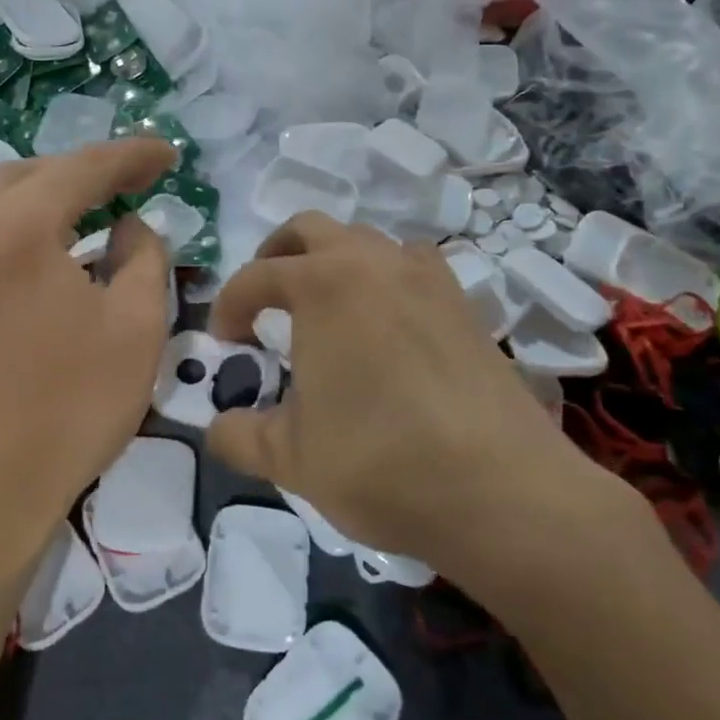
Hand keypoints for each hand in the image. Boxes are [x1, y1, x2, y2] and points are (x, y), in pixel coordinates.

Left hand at [0, 138, 175, 580]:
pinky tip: (41, 241)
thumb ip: (144, 256)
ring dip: (48, 189)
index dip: (132, 155)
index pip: (84, 168)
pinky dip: (15, 217)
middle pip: (35, 172)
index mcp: (19, 228)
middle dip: (89, 169)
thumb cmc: (71, 407)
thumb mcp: (137, 327)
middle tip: (135, 180)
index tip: (168, 154)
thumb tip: (129, 226)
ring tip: (90, 203)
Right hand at [206, 214, 645, 591]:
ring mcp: (425, 277)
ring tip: (325, 309)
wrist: (502, 490)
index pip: (256, 276)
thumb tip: (217, 428)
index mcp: (321, 286)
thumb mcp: (290, 458)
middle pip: (310, 229)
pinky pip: (413, 265)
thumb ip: (239, 436)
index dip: (229, 304)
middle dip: (276, 257)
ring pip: (365, 240)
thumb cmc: (381, 463)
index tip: (225, 341)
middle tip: (265, 302)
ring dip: (333, 261)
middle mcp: (372, 263)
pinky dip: (385, 277)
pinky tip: (386, 322)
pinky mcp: (464, 302)